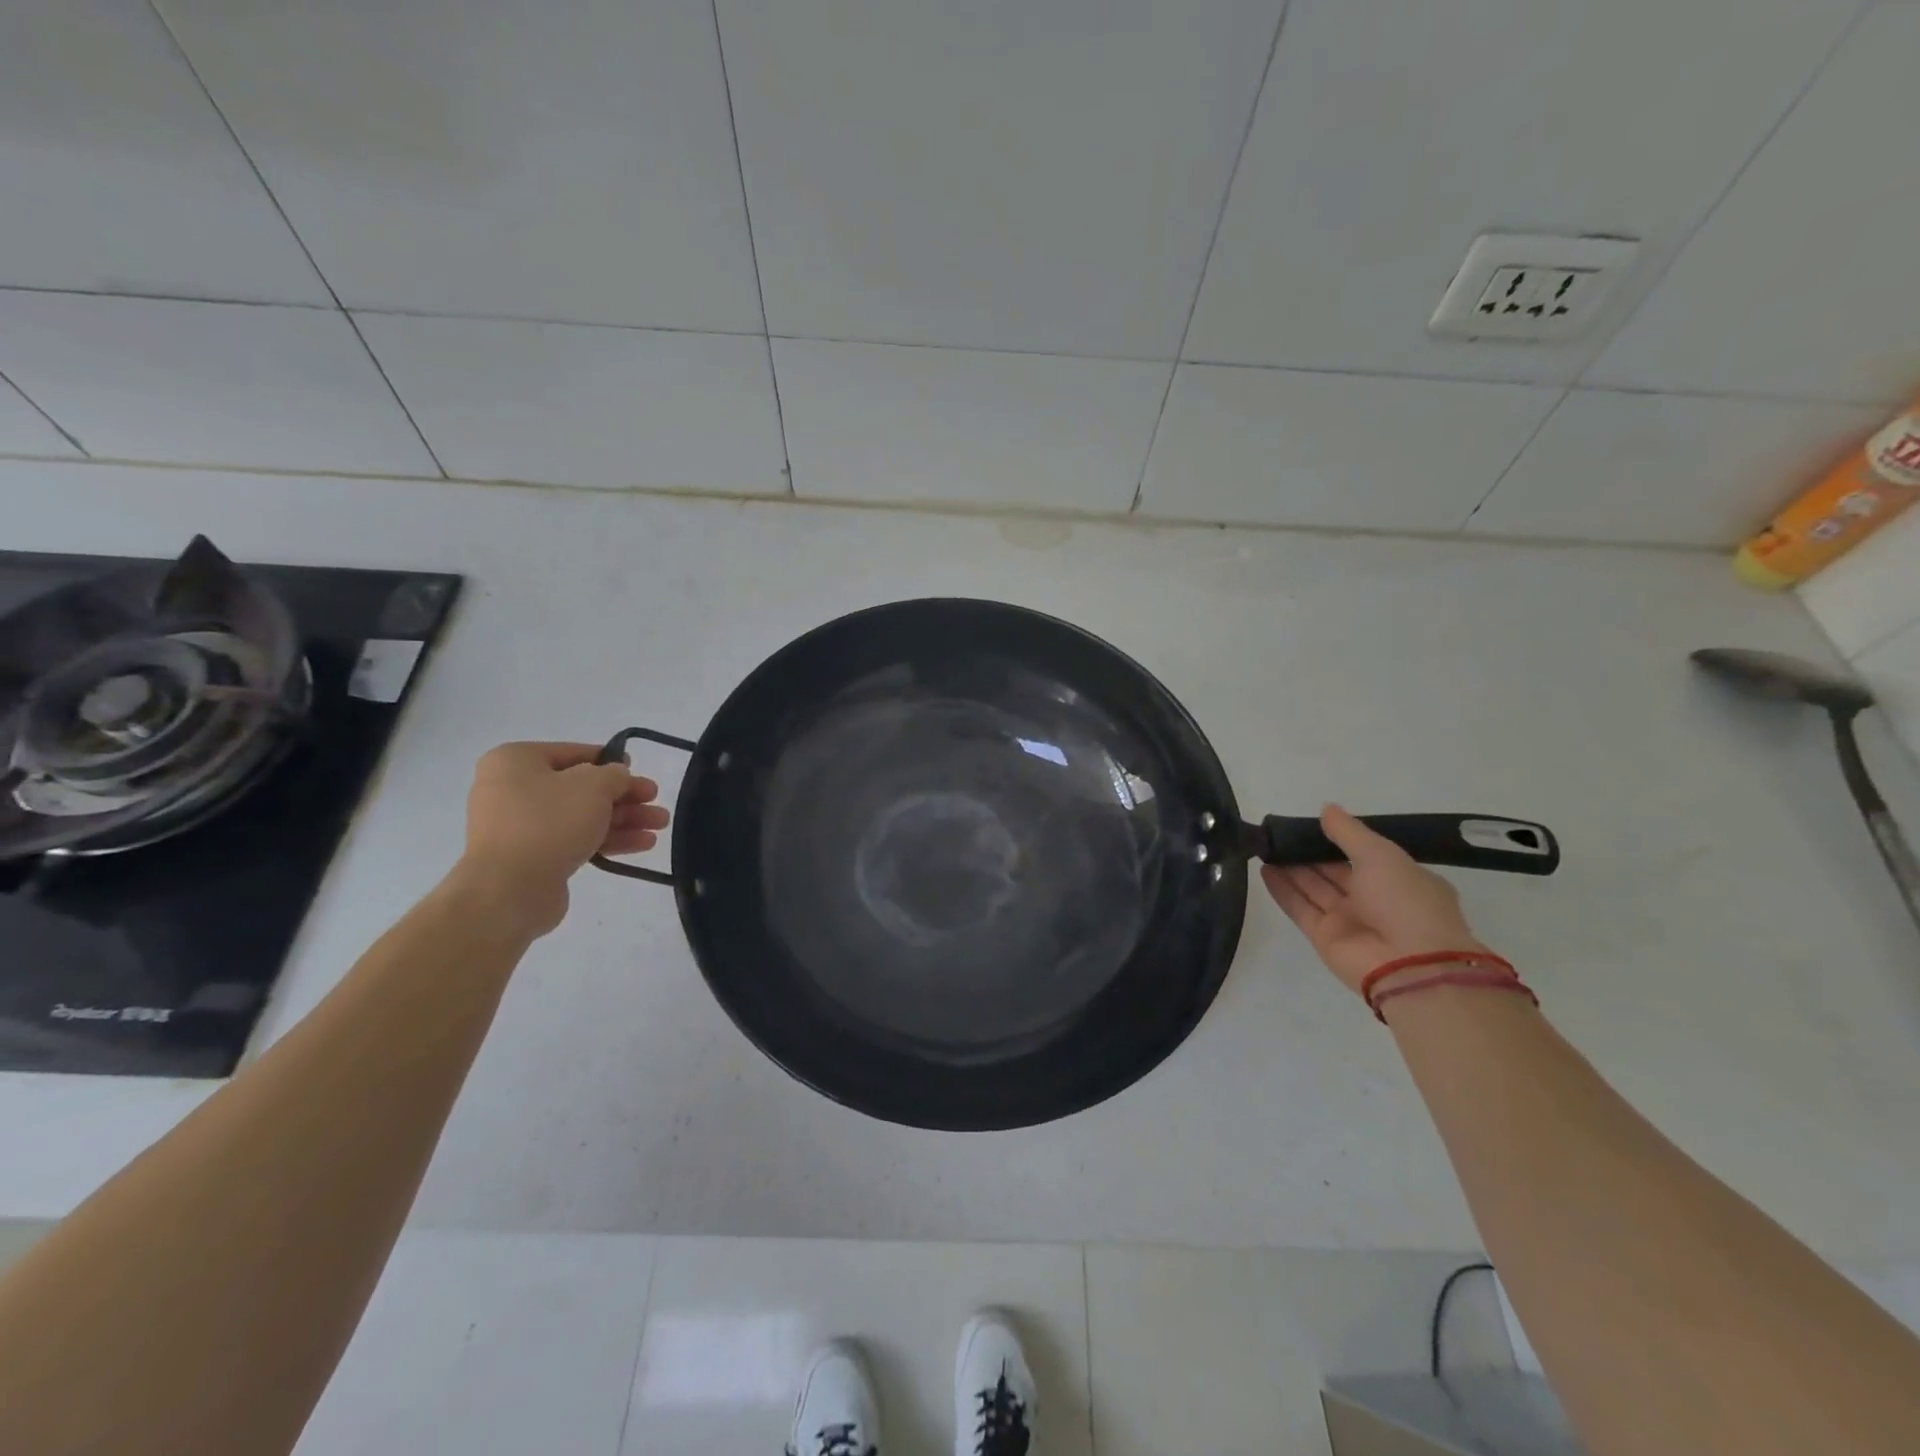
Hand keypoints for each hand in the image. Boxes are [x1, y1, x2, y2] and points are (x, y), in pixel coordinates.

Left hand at [457, 741, 670, 935]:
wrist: (509, 889)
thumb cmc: (549, 822)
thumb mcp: (594, 785)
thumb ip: (615, 774)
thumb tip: (618, 777)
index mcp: (516, 761)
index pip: (574, 753)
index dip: (611, 761)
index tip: (638, 770)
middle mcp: (513, 789)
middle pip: (581, 788)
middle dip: (624, 796)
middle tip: (655, 801)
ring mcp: (520, 826)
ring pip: (582, 816)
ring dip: (623, 819)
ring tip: (660, 825)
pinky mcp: (531, 856)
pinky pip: (575, 840)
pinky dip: (608, 839)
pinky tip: (643, 844)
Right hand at [1261, 804, 1485, 995]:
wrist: (1410, 965)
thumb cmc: (1405, 900)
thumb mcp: (1381, 854)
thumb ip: (1349, 832)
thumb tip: (1327, 809)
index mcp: (1400, 879)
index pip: (1365, 855)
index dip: (1338, 839)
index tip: (1312, 824)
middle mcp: (1375, 900)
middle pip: (1334, 871)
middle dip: (1308, 853)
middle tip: (1279, 833)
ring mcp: (1348, 920)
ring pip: (1314, 888)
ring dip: (1291, 868)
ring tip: (1265, 846)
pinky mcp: (1324, 937)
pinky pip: (1300, 907)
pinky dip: (1282, 889)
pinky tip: (1263, 869)